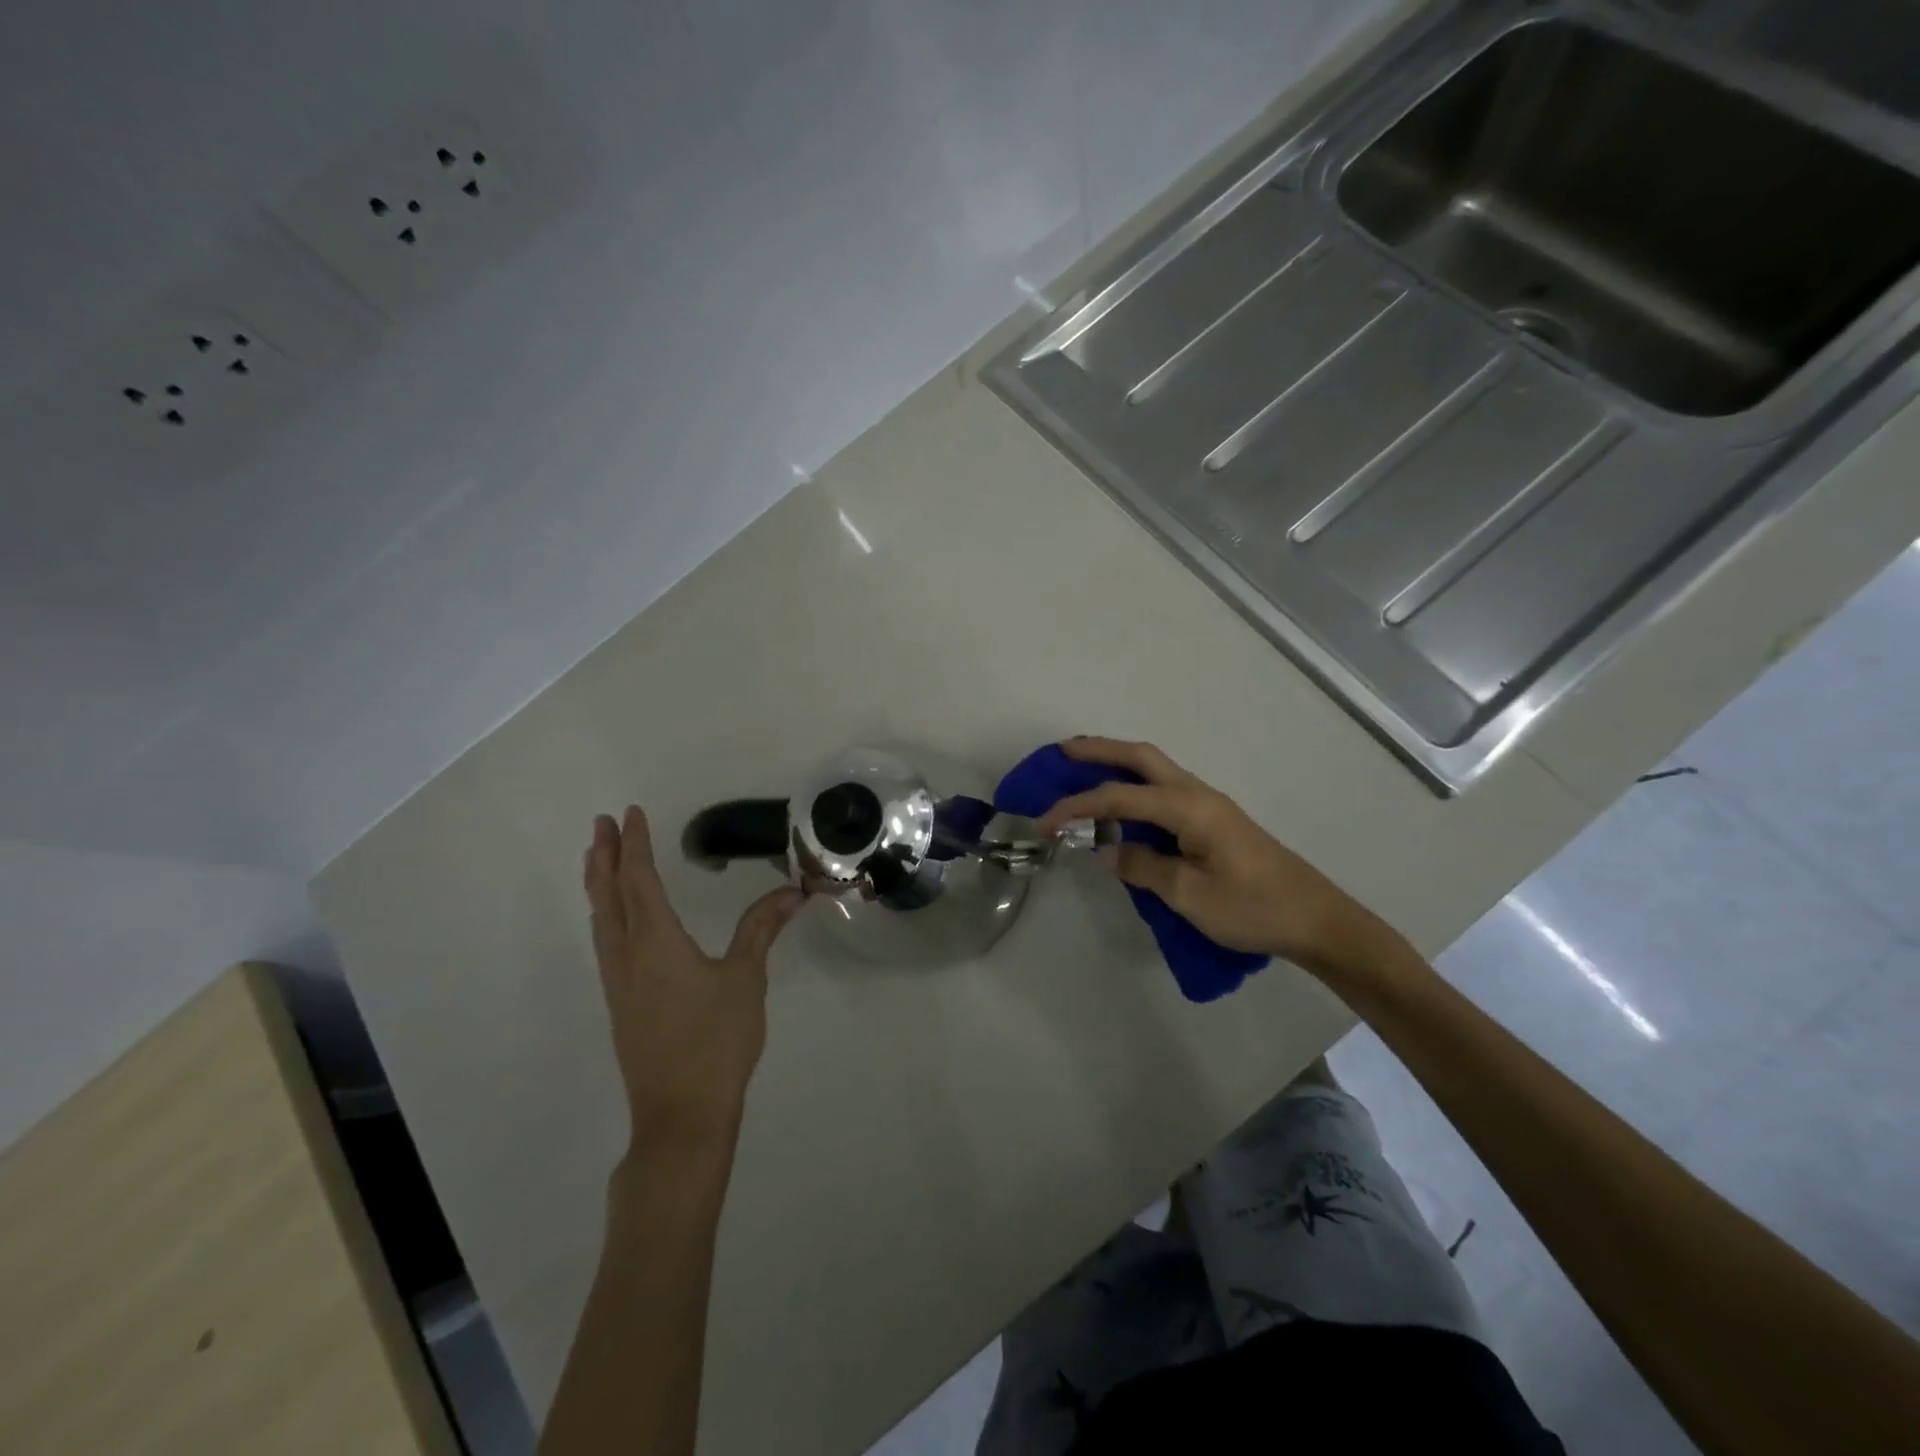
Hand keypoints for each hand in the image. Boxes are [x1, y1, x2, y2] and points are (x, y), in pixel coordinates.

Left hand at [582, 806, 804, 1156]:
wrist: (681, 1114)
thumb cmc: (716, 1040)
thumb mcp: (746, 978)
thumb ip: (762, 929)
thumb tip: (792, 891)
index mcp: (656, 942)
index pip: (640, 881)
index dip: (636, 845)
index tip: (631, 814)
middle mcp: (627, 955)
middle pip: (609, 895)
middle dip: (606, 856)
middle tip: (602, 824)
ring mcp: (618, 982)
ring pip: (601, 920)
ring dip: (599, 883)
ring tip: (600, 859)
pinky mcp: (620, 1004)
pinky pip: (605, 942)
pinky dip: (605, 913)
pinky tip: (615, 920)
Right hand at [1036, 737, 1408, 982]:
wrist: (1315, 920)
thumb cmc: (1253, 908)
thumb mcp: (1190, 895)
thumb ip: (1144, 867)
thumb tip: (1109, 851)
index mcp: (1188, 807)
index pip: (1118, 797)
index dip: (1076, 807)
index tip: (1043, 822)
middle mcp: (1197, 794)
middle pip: (1141, 757)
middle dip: (1099, 750)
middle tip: (1062, 752)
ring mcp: (1209, 805)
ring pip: (1155, 769)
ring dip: (1118, 763)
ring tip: (1084, 769)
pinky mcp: (1215, 820)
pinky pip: (1165, 790)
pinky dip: (1137, 786)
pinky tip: (1125, 805)